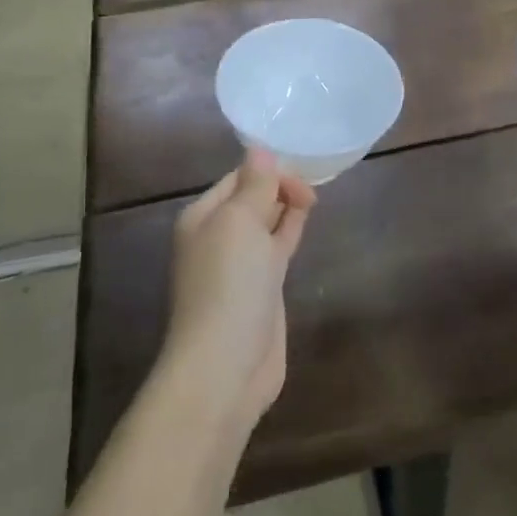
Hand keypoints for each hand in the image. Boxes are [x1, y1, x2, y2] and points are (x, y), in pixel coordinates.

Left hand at [163, 149, 316, 432]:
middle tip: (312, 185)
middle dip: (279, 185)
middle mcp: (218, 237)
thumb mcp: (240, 222)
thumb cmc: (228, 284)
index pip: (238, 177)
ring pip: (266, 221)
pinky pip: (277, 246)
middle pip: (252, 197)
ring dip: (287, 205)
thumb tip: (259, 148)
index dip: (267, 168)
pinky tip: (306, 217)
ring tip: (314, 193)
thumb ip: (254, 184)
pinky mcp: (262, 287)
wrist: (226, 366)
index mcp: (203, 217)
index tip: (301, 167)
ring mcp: (240, 264)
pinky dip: (291, 228)